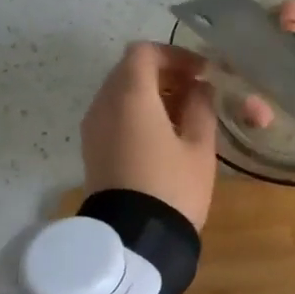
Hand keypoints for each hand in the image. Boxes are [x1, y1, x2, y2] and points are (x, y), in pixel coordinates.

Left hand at [80, 42, 217, 230]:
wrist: (134, 241)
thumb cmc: (173, 187)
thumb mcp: (200, 146)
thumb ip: (202, 107)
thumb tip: (200, 88)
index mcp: (130, 95)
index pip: (144, 52)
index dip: (175, 55)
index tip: (201, 72)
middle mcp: (104, 104)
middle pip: (130, 70)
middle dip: (165, 73)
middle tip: (196, 91)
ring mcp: (93, 128)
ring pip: (120, 93)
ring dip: (151, 94)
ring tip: (185, 115)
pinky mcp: (92, 149)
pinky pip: (114, 115)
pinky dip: (137, 113)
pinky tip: (164, 135)